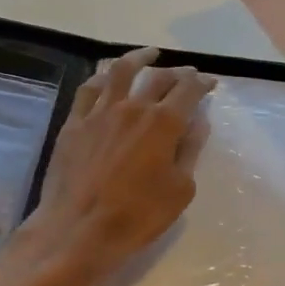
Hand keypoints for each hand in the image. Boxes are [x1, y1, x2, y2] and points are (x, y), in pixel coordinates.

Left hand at [25, 46, 214, 279]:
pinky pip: (89, 89)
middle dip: (177, 72)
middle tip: (187, 73)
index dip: (202, 83)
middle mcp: (132, 108)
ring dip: (139, 58)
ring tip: (149, 54)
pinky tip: (107, 77)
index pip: (188, 91)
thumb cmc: (136, 217)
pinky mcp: (74, 123)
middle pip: (158, 78)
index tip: (210, 82)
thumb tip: (198, 122)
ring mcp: (99, 113)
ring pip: (120, 72)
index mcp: (163, 123)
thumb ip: (190, 151)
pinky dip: (102, 77)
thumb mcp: (179, 190)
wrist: (77, 231)